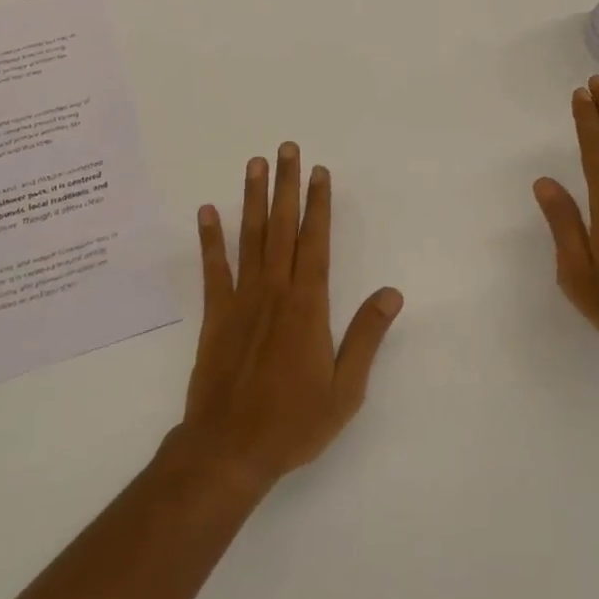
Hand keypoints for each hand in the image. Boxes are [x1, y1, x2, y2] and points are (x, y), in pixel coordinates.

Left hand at [175, 144, 403, 497]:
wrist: (230, 449)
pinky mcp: (215, 314)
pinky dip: (211, 239)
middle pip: (283, 227)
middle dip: (287, 185)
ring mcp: (242, 299)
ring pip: (250, 237)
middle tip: (287, 149)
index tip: (320, 172)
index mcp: (308, 305)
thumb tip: (391, 293)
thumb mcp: (346, 389)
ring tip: (255, 164)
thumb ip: (366, 336)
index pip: (317, 242)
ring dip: (253, 198)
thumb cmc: (294, 422)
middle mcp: (275, 291)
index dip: (319, 204)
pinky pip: (214, 268)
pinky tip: (207, 211)